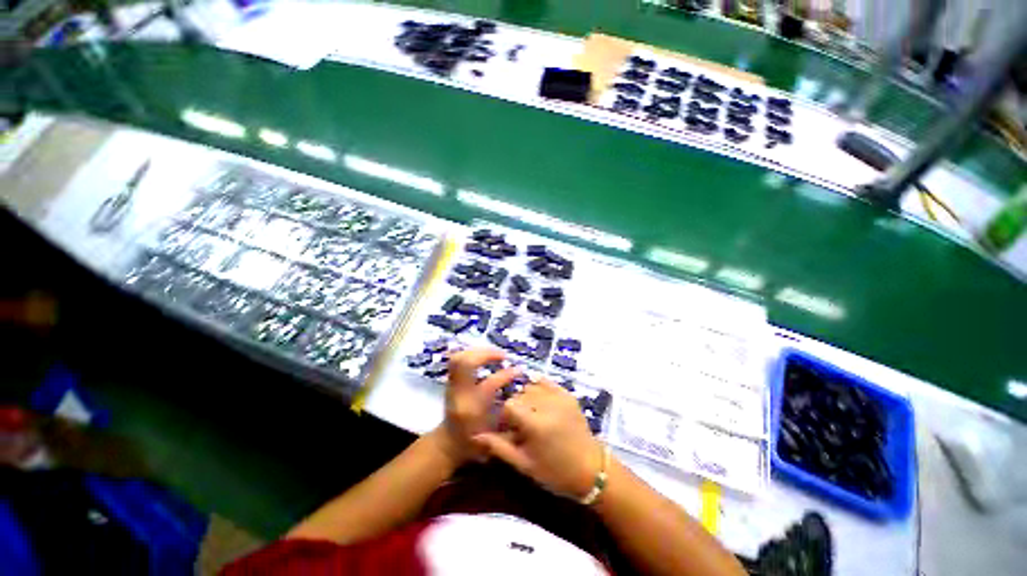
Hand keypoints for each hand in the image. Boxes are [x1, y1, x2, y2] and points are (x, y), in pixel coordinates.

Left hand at [435, 348, 518, 465]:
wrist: (449, 445)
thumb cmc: (476, 446)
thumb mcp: (499, 438)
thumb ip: (514, 422)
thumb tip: (530, 401)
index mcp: (473, 408)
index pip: (490, 383)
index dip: (507, 374)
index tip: (520, 372)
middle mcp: (460, 394)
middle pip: (464, 362)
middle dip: (485, 354)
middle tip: (504, 356)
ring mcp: (451, 387)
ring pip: (458, 358)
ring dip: (477, 352)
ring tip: (495, 355)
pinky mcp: (450, 384)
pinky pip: (456, 361)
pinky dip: (471, 355)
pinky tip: (485, 359)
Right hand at [473, 378, 603, 499]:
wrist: (592, 471)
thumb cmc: (555, 472)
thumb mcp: (523, 464)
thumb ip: (499, 447)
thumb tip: (475, 436)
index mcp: (537, 424)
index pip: (509, 405)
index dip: (503, 418)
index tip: (505, 432)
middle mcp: (550, 406)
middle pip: (520, 394)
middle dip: (514, 408)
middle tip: (517, 428)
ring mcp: (563, 399)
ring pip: (533, 387)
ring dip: (526, 399)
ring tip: (529, 419)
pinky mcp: (571, 398)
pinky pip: (548, 384)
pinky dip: (539, 389)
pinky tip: (537, 404)